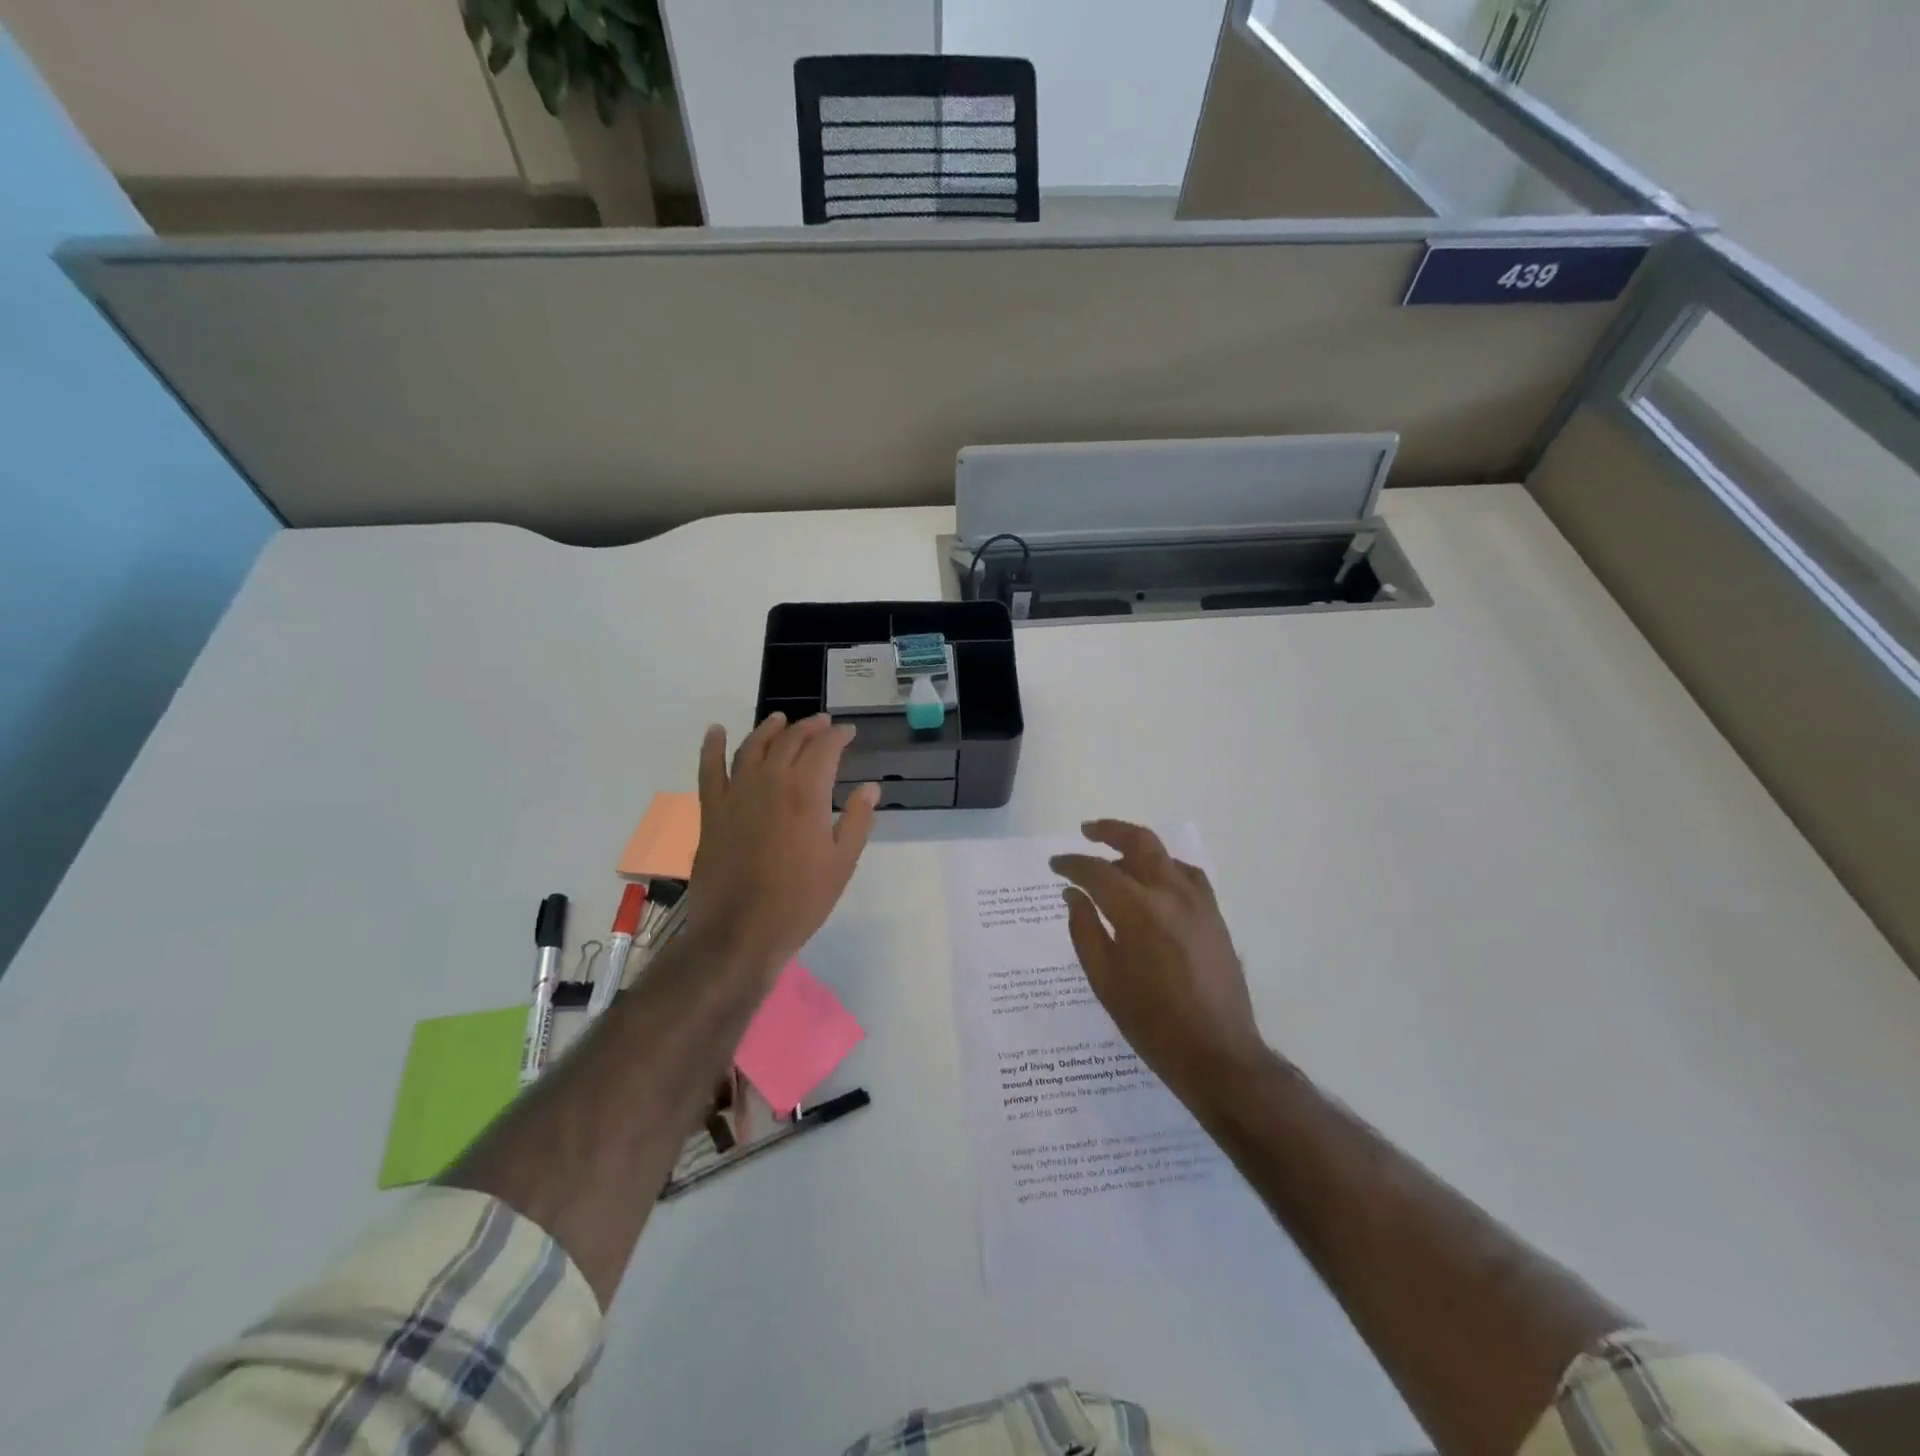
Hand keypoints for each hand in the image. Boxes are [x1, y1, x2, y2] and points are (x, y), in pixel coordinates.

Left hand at [687, 713, 878, 974]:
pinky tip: (716, 730)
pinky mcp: (712, 810)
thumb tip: (870, 787)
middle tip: (822, 724)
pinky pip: (709, 769)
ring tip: (780, 719)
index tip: (849, 733)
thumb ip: (858, 821)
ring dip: (769, 729)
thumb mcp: (842, 863)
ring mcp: (737, 794)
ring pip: (753, 747)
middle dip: (809, 728)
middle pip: (790, 741)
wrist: (740, 931)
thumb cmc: (800, 900)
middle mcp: (771, 782)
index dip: (839, 736)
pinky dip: (712, 746)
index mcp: (807, 793)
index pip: (826, 749)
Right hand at [1051, 821, 1269, 1110]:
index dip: (1072, 864)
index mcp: (1138, 911)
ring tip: (1116, 862)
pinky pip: (1187, 876)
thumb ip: (1084, 929)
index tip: (1055, 866)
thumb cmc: (1151, 1023)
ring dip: (1137, 850)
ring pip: (1165, 856)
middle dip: (1109, 831)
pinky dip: (1165, 868)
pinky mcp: (1215, 917)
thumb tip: (1073, 894)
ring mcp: (1199, 903)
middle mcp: (1171, 895)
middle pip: (1139, 843)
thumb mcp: (1104, 979)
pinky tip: (1154, 884)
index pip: (1097, 872)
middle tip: (1086, 832)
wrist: (1217, 1054)